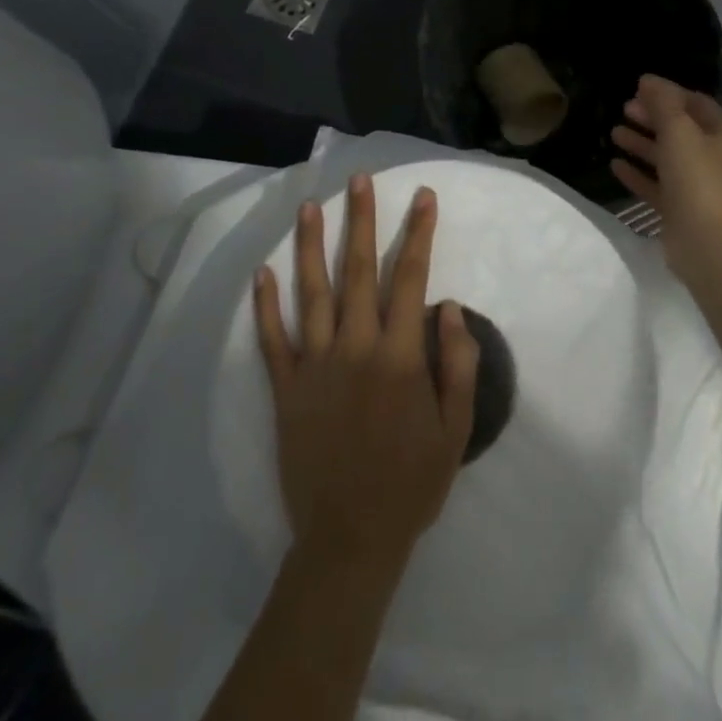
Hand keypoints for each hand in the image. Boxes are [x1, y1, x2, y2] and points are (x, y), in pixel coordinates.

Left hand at [254, 175, 479, 572]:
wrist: (350, 540)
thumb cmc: (412, 482)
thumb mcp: (456, 428)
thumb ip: (457, 363)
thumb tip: (448, 306)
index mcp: (399, 356)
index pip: (411, 278)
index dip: (418, 233)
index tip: (423, 197)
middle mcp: (355, 348)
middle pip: (358, 271)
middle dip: (362, 220)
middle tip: (359, 180)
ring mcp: (315, 366)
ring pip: (312, 293)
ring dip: (311, 246)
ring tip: (310, 207)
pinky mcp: (286, 389)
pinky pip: (273, 340)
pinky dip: (266, 305)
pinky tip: (264, 272)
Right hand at [611, 74, 721, 284]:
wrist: (710, 246)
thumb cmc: (698, 180)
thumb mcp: (679, 131)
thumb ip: (663, 103)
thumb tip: (648, 79)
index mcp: (721, 134)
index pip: (695, 103)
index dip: (669, 92)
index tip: (640, 87)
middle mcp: (711, 156)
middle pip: (679, 129)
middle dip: (652, 117)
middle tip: (624, 109)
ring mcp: (695, 185)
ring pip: (665, 157)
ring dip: (641, 144)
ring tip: (613, 133)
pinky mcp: (679, 210)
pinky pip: (655, 185)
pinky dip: (637, 174)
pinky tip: (615, 166)